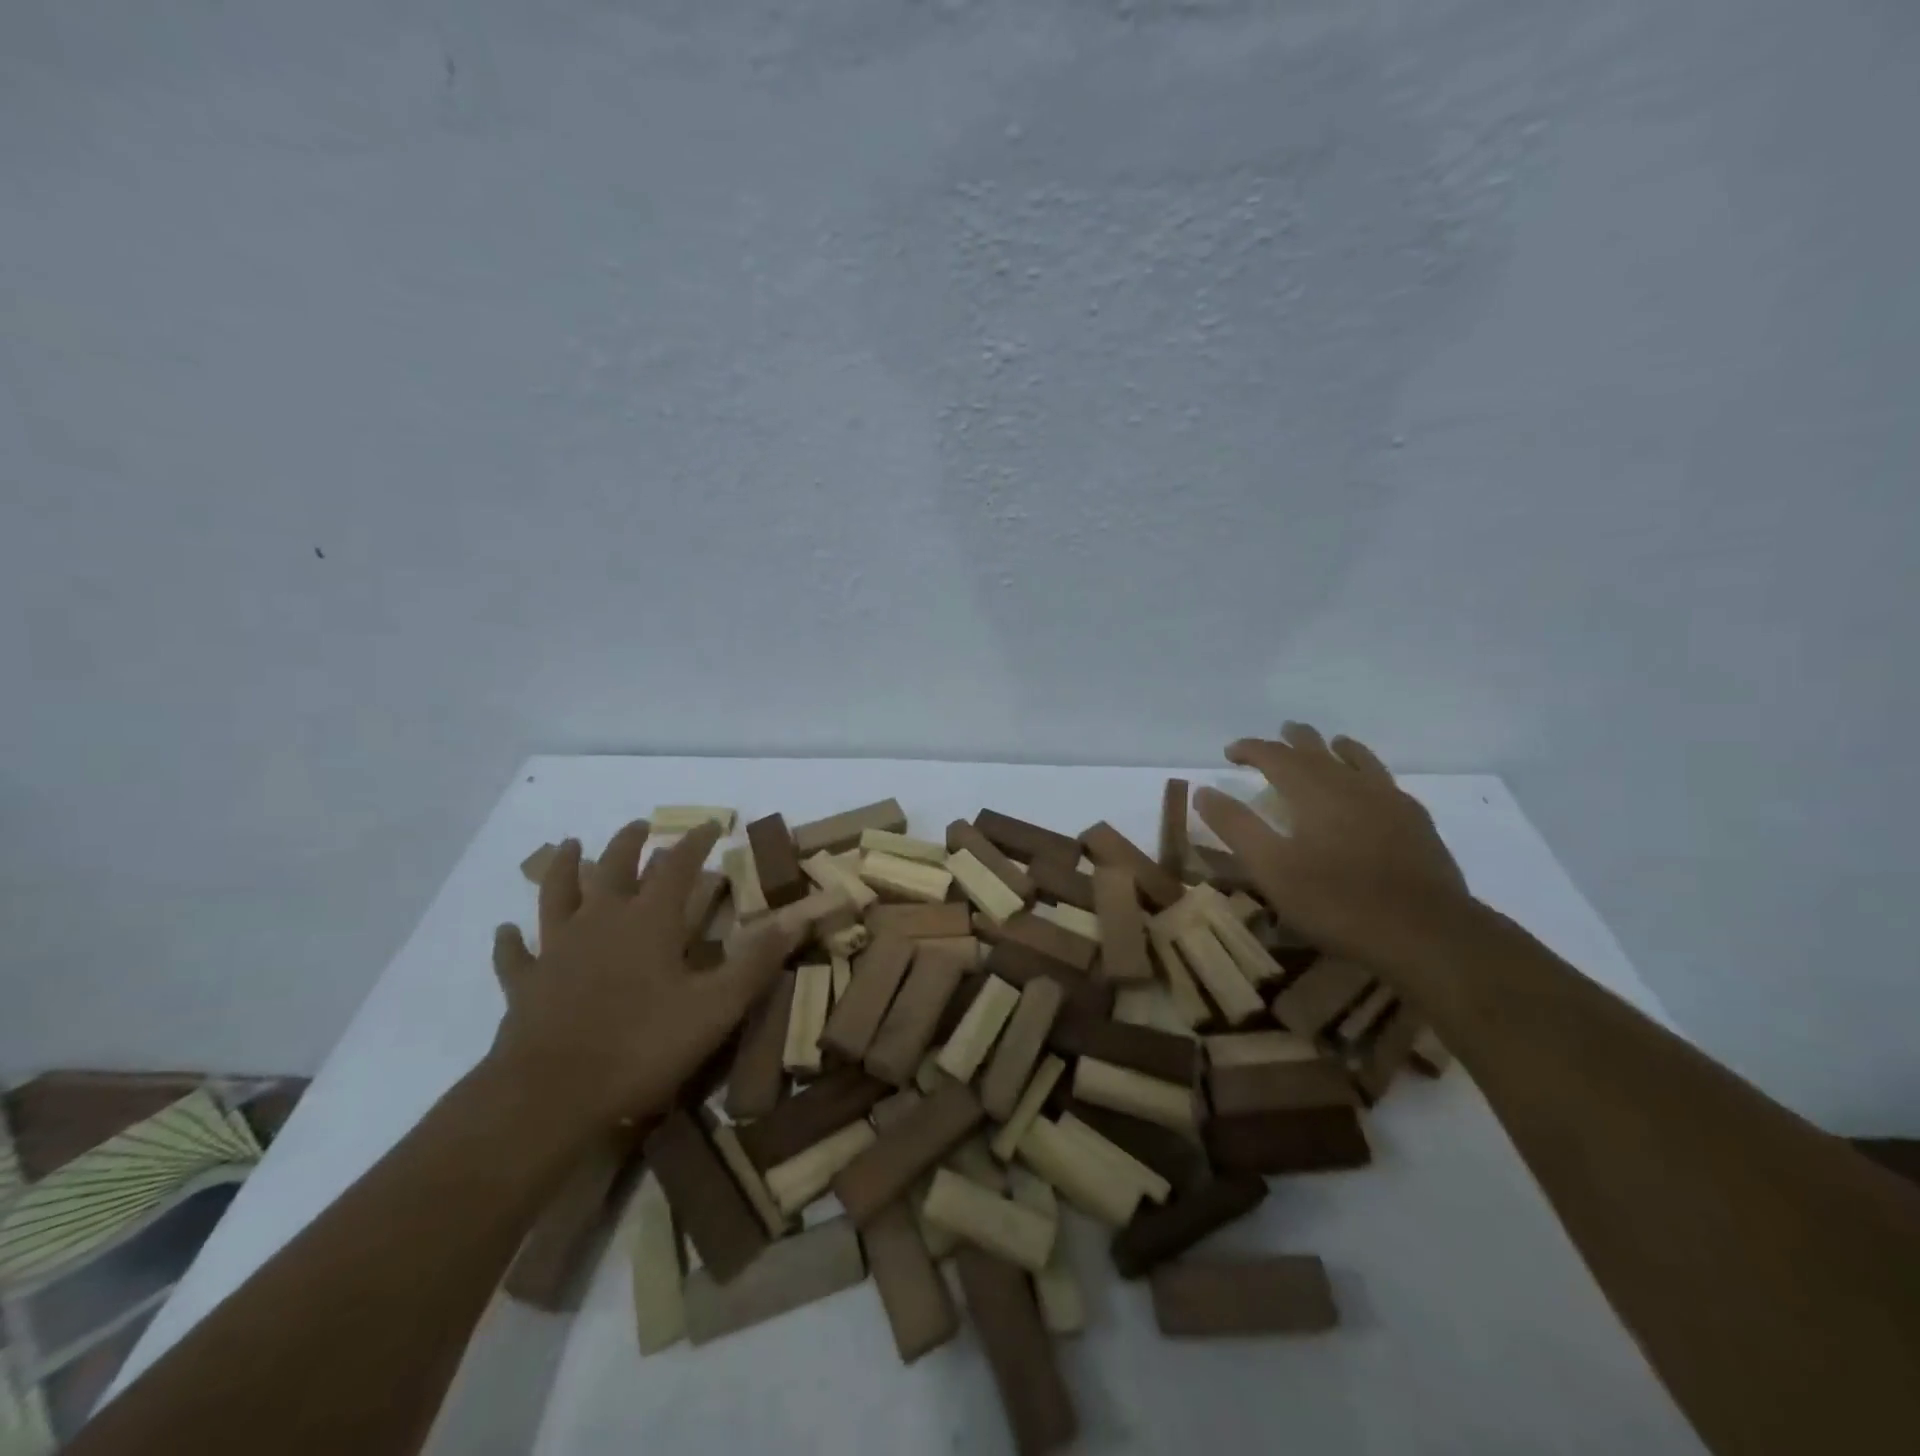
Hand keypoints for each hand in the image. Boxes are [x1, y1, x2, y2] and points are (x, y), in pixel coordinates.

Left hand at [487, 822, 795, 1134]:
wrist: (550, 1096)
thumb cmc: (642, 1046)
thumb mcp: (716, 1006)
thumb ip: (758, 959)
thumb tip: (800, 915)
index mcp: (649, 921)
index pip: (677, 866)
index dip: (695, 842)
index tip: (710, 824)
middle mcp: (601, 921)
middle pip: (614, 867)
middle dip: (631, 843)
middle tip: (640, 827)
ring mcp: (557, 950)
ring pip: (557, 895)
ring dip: (564, 868)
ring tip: (569, 846)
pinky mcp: (526, 984)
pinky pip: (515, 954)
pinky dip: (512, 940)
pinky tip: (507, 931)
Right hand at [1195, 723, 1472, 967]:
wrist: (1426, 932)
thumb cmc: (1337, 901)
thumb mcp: (1271, 868)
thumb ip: (1236, 826)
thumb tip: (1204, 791)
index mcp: (1312, 790)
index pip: (1274, 755)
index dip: (1250, 749)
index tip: (1230, 752)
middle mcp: (1350, 784)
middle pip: (1317, 750)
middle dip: (1293, 740)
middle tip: (1279, 734)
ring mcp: (1388, 800)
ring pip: (1358, 760)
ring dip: (1336, 749)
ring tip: (1330, 744)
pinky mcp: (1415, 822)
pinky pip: (1385, 781)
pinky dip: (1369, 772)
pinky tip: (1373, 786)